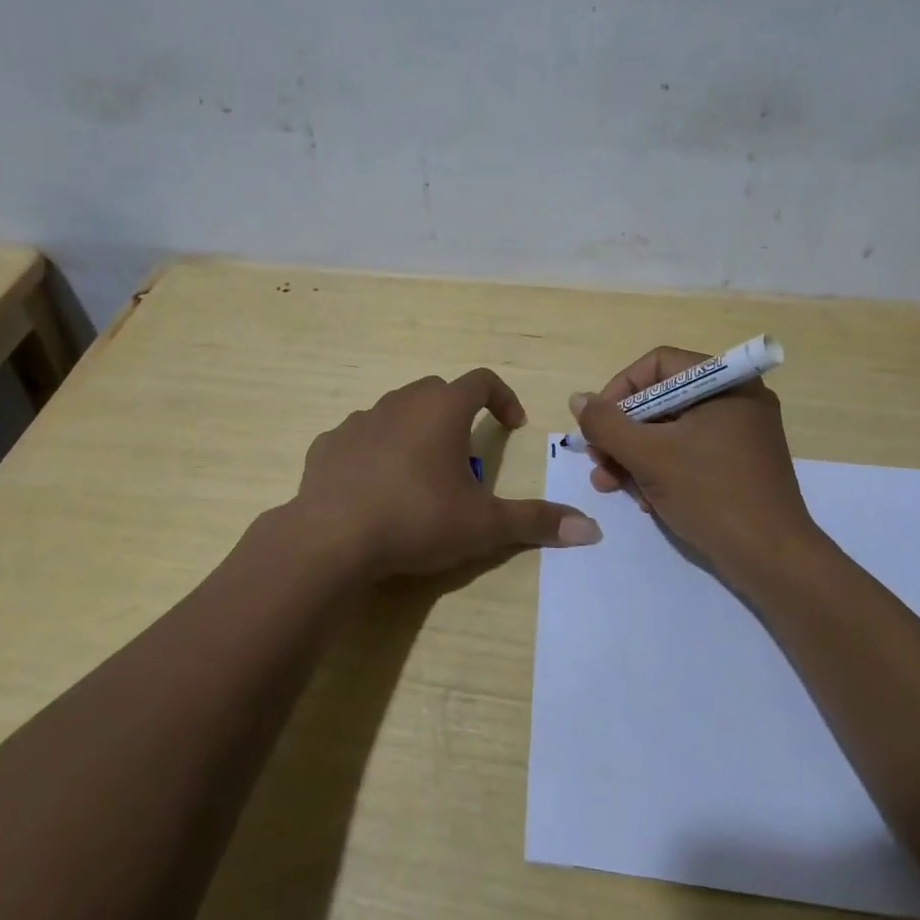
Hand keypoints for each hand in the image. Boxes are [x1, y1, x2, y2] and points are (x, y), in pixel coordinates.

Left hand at [289, 369, 600, 581]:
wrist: (331, 538)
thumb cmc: (417, 519)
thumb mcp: (484, 525)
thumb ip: (536, 521)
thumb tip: (591, 530)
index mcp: (442, 409)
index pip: (482, 380)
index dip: (504, 398)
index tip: (512, 426)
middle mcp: (401, 402)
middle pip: (438, 392)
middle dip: (458, 415)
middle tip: (466, 457)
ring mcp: (359, 420)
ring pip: (396, 412)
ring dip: (415, 431)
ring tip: (420, 474)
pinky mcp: (328, 444)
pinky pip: (360, 438)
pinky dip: (375, 451)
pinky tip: (375, 487)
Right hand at [571, 346, 818, 581]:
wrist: (773, 559)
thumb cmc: (711, 494)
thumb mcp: (649, 456)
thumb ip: (607, 424)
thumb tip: (578, 399)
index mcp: (724, 383)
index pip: (657, 365)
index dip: (619, 390)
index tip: (597, 424)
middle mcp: (736, 399)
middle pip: (662, 399)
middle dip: (623, 432)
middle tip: (599, 461)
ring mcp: (741, 434)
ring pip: (672, 430)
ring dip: (635, 456)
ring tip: (610, 485)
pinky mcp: (740, 464)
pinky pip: (690, 453)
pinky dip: (662, 470)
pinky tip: (646, 501)